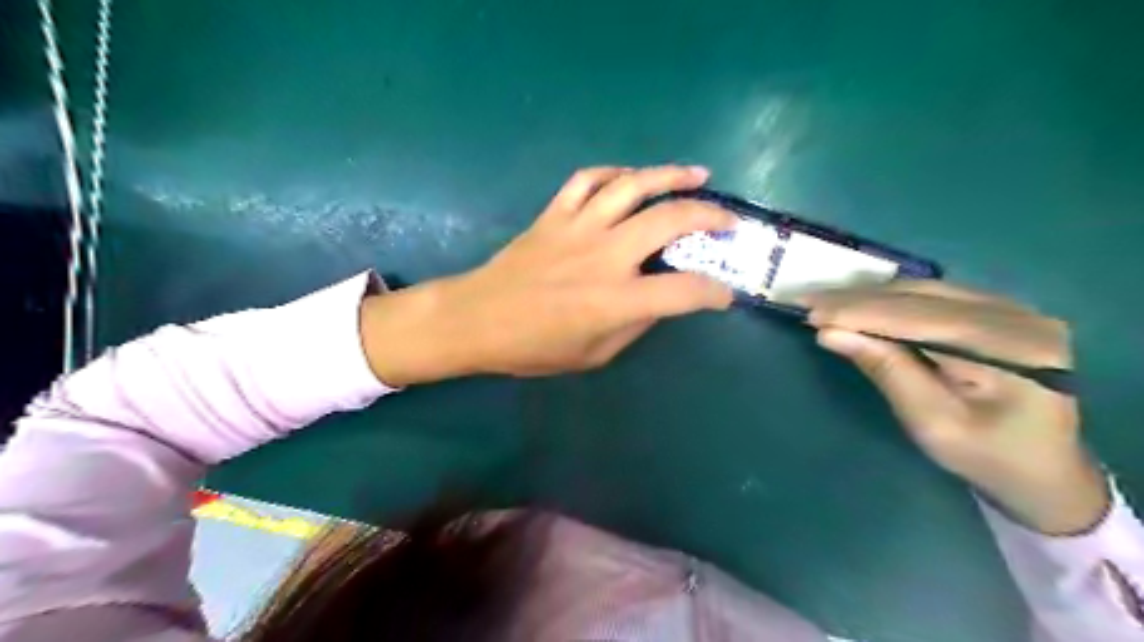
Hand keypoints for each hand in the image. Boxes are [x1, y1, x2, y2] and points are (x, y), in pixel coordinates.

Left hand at [358, 165, 731, 386]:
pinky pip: (588, 180)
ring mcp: (578, 227)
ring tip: (698, 175)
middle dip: (709, 217)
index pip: (683, 292)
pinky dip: (615, 173)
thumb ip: (633, 325)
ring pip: (633, 186)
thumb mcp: (592, 354)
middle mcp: (604, 256)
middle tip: (728, 220)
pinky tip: (631, 177)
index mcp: (614, 300)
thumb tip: (659, 300)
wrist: (477, 319)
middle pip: (669, 220)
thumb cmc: (533, 347)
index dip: (713, 293)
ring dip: (671, 176)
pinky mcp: (554, 214)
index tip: (725, 294)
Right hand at [802, 282, 1109, 535]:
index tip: (811, 312)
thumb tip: (830, 333)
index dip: (860, 312)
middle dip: (858, 300)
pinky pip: (934, 295)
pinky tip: (861, 304)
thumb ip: (885, 371)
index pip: (919, 318)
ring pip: (924, 289)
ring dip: (870, 296)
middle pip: (921, 297)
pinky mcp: (999, 311)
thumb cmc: (986, 456)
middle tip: (807, 301)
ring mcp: (1012, 309)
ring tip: (825, 302)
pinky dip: (891, 300)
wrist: (1044, 469)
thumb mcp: (931, 423)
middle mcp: (1018, 316)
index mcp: (1012, 350)